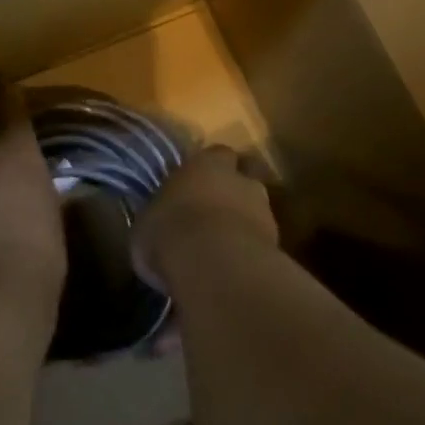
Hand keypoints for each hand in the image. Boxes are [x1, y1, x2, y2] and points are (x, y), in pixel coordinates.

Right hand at [133, 145, 278, 292]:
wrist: (215, 267)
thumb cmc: (170, 232)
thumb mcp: (146, 224)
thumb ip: (160, 215)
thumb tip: (159, 222)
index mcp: (206, 164)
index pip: (216, 154)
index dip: (209, 169)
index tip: (196, 184)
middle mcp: (240, 181)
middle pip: (243, 179)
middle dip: (232, 194)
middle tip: (214, 213)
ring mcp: (265, 212)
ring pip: (257, 212)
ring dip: (244, 224)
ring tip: (224, 248)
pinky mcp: (278, 246)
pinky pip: (262, 244)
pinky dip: (251, 253)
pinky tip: (234, 270)